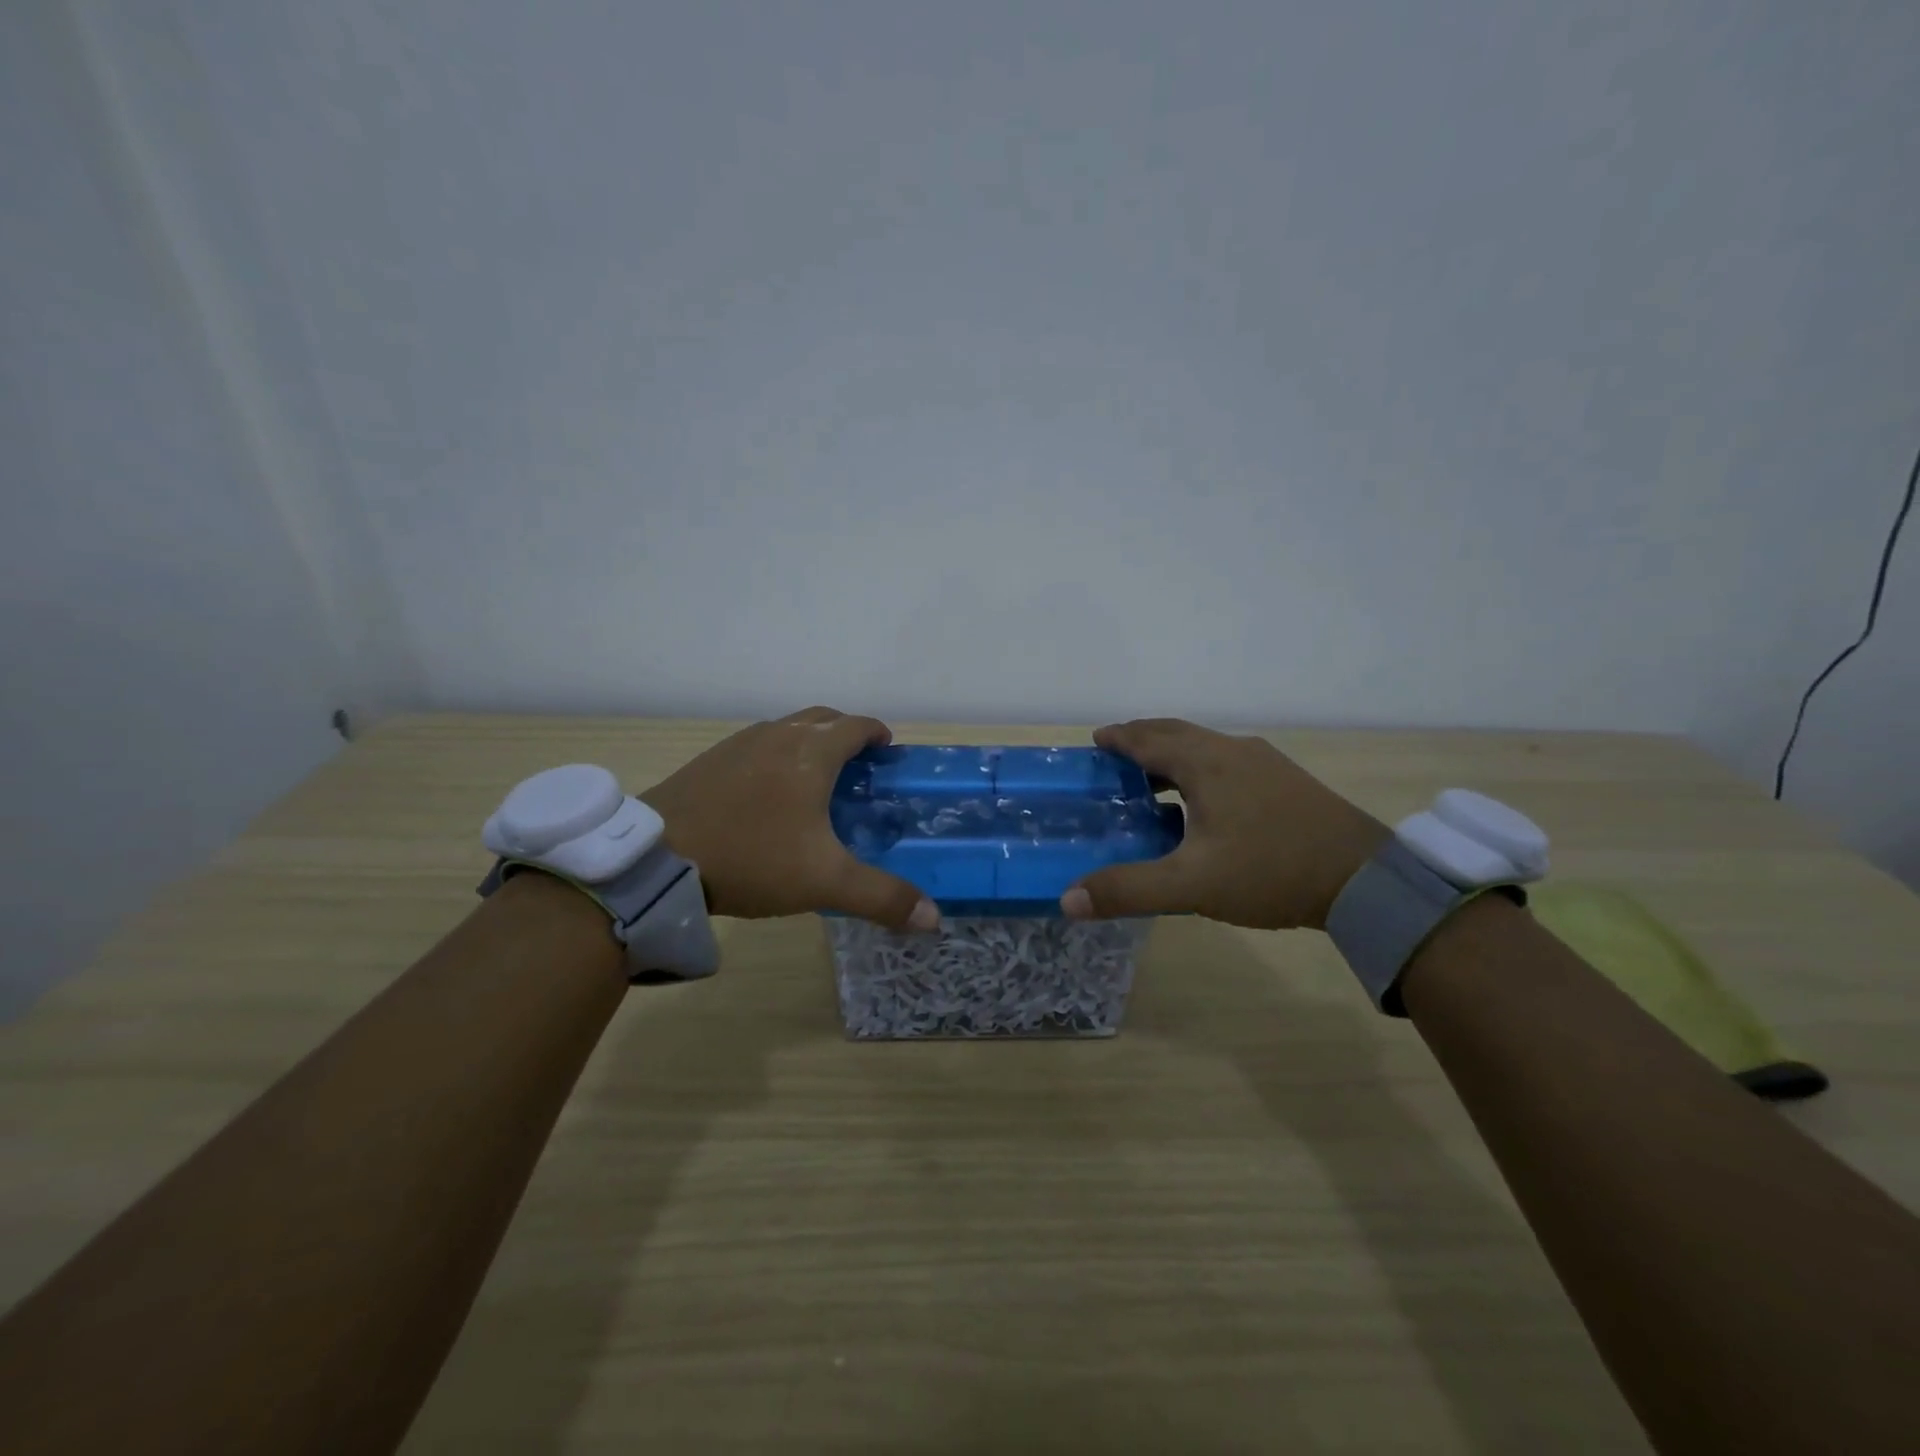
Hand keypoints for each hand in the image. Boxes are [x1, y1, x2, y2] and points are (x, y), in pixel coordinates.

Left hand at [639, 707, 940, 931]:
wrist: (658, 856)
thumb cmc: (753, 857)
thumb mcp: (825, 882)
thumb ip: (882, 897)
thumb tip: (934, 919)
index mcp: (812, 752)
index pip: (857, 725)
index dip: (877, 734)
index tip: (887, 752)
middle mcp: (779, 735)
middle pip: (823, 718)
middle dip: (846, 733)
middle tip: (857, 767)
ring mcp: (740, 743)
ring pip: (787, 728)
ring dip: (809, 742)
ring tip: (815, 780)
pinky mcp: (710, 758)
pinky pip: (757, 745)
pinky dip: (776, 755)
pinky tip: (767, 794)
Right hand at [1062, 718, 1388, 930]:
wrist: (1366, 880)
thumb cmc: (1271, 871)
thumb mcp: (1192, 885)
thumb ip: (1129, 889)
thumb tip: (1068, 899)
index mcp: (1206, 764)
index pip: (1150, 739)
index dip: (1119, 738)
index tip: (1096, 740)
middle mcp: (1234, 751)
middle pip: (1178, 733)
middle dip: (1144, 738)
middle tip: (1116, 753)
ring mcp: (1265, 763)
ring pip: (1206, 746)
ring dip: (1173, 753)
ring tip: (1152, 777)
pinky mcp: (1287, 782)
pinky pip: (1228, 762)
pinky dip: (1201, 768)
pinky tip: (1204, 802)